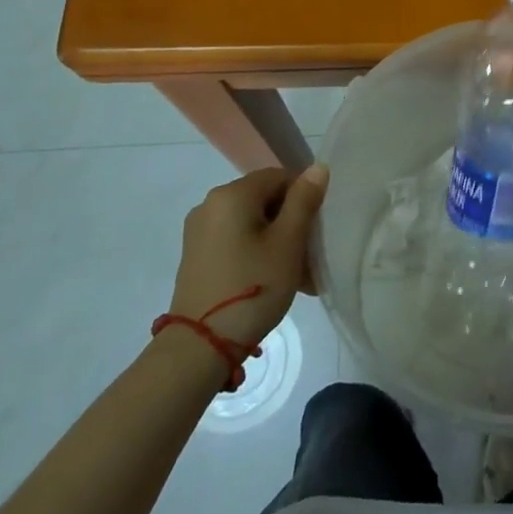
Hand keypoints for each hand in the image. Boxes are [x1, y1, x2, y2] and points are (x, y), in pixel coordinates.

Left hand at [170, 165, 328, 348]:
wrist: (200, 346)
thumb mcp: (288, 242)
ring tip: (294, 273)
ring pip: (250, 222)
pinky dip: (255, 251)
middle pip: (264, 199)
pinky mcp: (195, 255)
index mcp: (232, 194)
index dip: (303, 198)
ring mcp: (199, 231)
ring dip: (275, 239)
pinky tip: (269, 278)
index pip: (279, 177)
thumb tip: (317, 167)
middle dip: (290, 221)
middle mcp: (210, 204)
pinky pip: (235, 239)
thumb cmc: (253, 286)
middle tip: (308, 255)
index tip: (314, 230)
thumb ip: (304, 201)